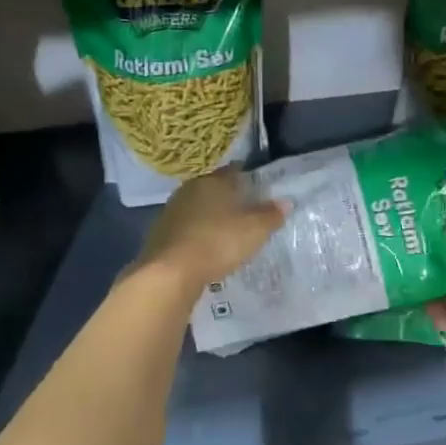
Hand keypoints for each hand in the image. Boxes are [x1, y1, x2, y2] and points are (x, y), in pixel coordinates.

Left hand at [134, 170, 285, 293]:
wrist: (169, 273)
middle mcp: (189, 189)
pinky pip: (186, 228)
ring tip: (228, 231)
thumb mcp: (254, 230)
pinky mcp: (160, 234)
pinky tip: (206, 248)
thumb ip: (271, 215)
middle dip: (229, 198)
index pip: (234, 171)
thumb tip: (285, 202)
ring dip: (211, 217)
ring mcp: (171, 211)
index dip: (248, 177)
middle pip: (214, 188)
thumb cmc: (217, 242)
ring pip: (198, 208)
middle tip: (247, 211)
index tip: (260, 187)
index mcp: (213, 181)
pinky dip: (197, 234)